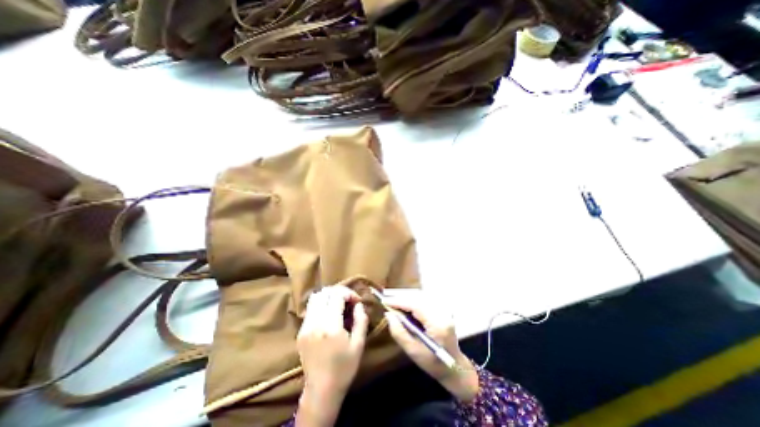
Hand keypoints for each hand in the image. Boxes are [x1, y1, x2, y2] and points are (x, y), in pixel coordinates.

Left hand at [297, 285, 368, 401]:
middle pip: (325, 293)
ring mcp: (305, 327)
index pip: (337, 295)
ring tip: (338, 304)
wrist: (321, 390)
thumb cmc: (344, 368)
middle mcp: (315, 323)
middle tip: (348, 301)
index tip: (356, 301)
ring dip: (328, 296)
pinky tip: (329, 314)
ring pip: (315, 298)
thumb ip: (361, 320)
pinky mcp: (301, 332)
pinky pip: (310, 309)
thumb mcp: (359, 344)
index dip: (349, 293)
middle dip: (339, 292)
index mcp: (330, 326)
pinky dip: (321, 304)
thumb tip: (358, 304)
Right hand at [383, 292, 476, 400]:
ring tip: (393, 304)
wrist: (455, 367)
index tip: (385, 301)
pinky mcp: (442, 310)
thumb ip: (399, 333)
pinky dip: (413, 302)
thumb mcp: (413, 352)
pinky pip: (424, 301)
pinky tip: (405, 307)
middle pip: (418, 298)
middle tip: (387, 301)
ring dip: (406, 299)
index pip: (416, 306)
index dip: (399, 301)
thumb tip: (388, 315)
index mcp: (437, 324)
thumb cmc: (433, 364)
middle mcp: (441, 313)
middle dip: (401, 299)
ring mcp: (443, 310)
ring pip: (421, 298)